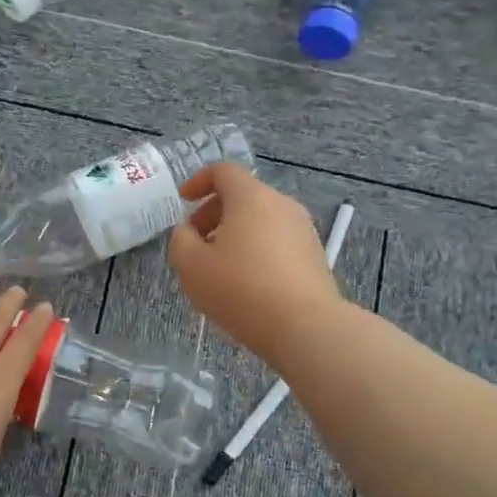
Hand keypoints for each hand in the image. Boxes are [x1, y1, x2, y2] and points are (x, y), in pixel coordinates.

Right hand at [169, 162, 342, 363]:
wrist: (304, 326)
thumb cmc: (240, 289)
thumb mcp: (191, 266)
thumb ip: (181, 241)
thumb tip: (188, 232)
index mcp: (250, 197)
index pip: (223, 171)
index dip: (198, 181)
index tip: (184, 202)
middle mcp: (281, 204)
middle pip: (243, 195)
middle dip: (214, 213)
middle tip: (196, 241)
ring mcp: (303, 229)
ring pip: (261, 220)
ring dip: (236, 234)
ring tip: (220, 267)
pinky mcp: (314, 255)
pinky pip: (278, 241)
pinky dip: (257, 250)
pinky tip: (247, 283)